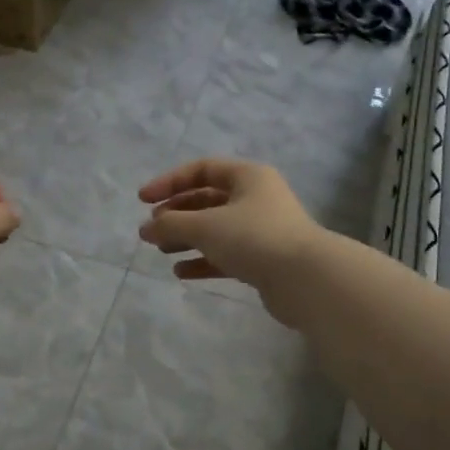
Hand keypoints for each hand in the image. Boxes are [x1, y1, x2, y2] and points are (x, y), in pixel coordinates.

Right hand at [138, 158, 323, 312]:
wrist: (305, 279)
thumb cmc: (253, 238)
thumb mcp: (205, 226)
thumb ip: (171, 224)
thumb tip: (145, 229)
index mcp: (248, 177)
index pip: (202, 169)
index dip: (169, 182)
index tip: (143, 200)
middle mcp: (256, 198)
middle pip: (207, 199)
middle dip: (177, 213)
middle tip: (153, 229)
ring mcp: (261, 230)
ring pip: (216, 229)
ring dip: (187, 238)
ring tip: (161, 250)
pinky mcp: (263, 260)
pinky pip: (226, 255)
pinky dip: (203, 261)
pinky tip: (181, 272)